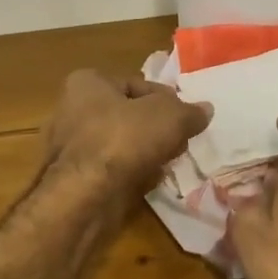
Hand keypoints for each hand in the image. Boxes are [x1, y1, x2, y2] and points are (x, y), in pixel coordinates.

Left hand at [42, 71, 210, 199]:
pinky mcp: (75, 178)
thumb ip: (190, 112)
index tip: (186, 117)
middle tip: (181, 141)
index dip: (166, 99)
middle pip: (129, 115)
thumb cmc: (124, 139)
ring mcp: (71, 147)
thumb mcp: (169, 117)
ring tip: (169, 162)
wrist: (86, 196)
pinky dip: (132, 173)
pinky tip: (150, 181)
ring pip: (121, 144)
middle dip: (157, 128)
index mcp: (87, 83)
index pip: (137, 84)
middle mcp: (72, 110)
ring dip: (147, 152)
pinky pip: (112, 169)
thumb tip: (206, 110)